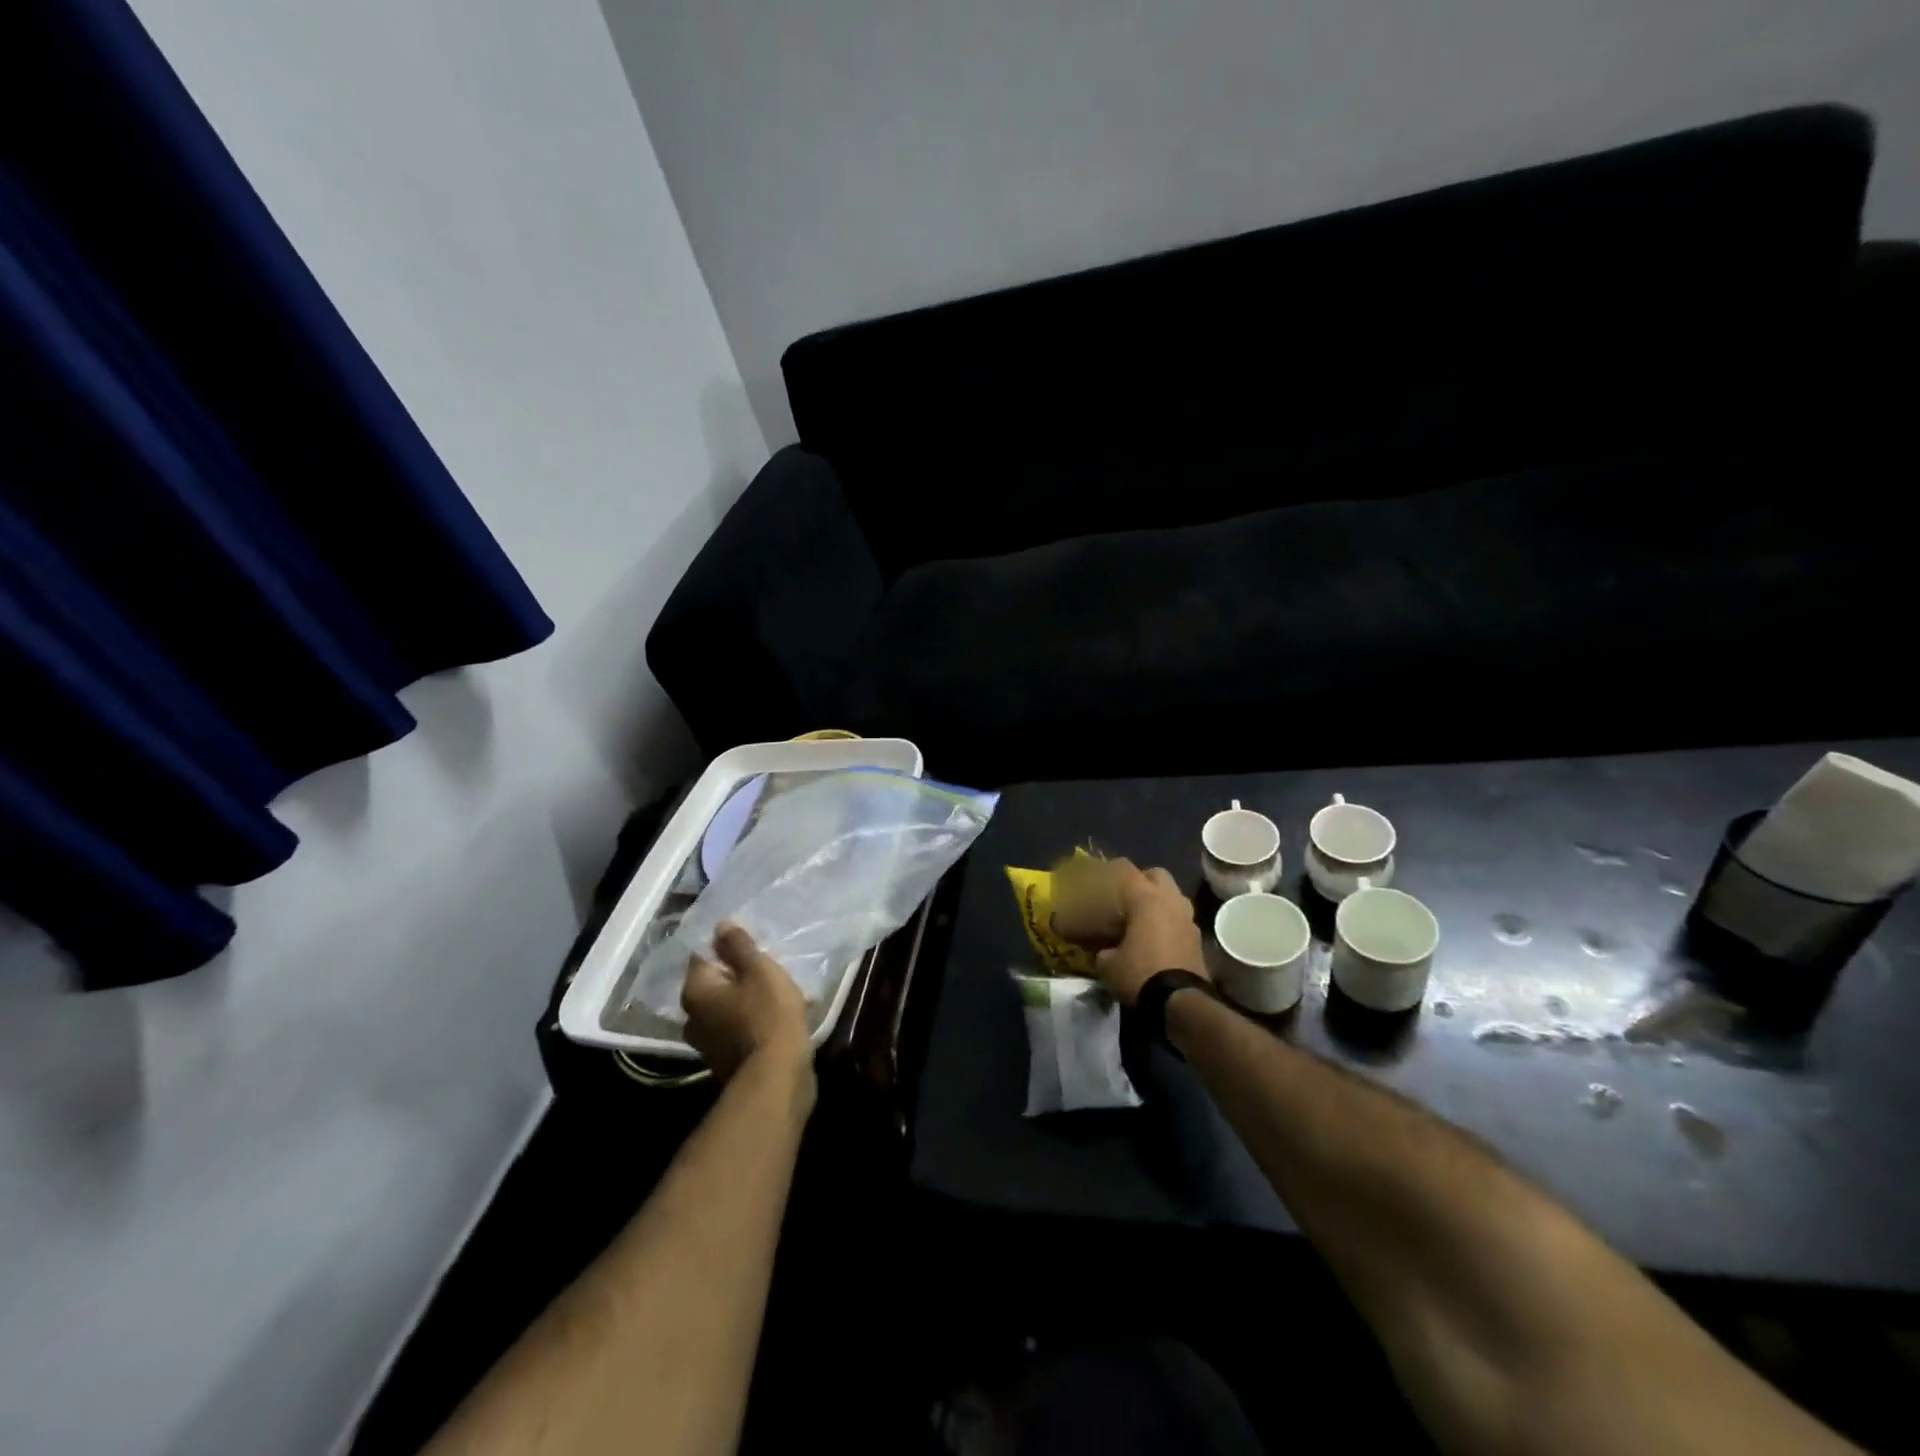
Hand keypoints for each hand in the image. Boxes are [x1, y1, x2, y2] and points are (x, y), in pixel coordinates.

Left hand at [682, 924, 811, 1081]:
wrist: (777, 1077)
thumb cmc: (767, 1015)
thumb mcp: (759, 970)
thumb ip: (738, 946)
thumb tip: (721, 926)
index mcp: (695, 991)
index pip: (701, 955)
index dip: (725, 945)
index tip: (750, 941)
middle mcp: (692, 1017)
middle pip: (714, 983)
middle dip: (737, 973)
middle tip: (766, 965)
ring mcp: (707, 1042)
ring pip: (726, 1006)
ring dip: (747, 997)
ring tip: (777, 990)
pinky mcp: (725, 1060)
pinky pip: (737, 1028)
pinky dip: (753, 1018)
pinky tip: (777, 1015)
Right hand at [1091, 860, 1207, 1005]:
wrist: (1181, 1003)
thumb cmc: (1141, 974)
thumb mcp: (1108, 964)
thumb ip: (1102, 950)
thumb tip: (1102, 952)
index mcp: (1146, 898)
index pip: (1125, 870)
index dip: (1110, 869)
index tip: (1099, 874)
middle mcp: (1170, 901)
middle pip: (1157, 875)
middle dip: (1142, 880)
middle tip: (1126, 896)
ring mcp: (1188, 919)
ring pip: (1173, 896)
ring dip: (1159, 901)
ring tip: (1142, 917)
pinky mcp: (1197, 939)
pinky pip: (1180, 919)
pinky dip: (1168, 922)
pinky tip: (1156, 937)